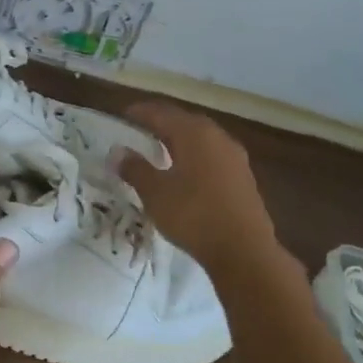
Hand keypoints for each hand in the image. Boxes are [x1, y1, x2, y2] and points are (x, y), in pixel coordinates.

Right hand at [112, 100, 281, 273]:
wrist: (244, 250)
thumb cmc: (193, 215)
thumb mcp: (155, 193)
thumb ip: (135, 169)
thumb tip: (118, 152)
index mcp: (194, 133)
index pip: (161, 113)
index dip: (139, 112)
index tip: (122, 116)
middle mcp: (217, 136)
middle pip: (183, 121)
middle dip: (160, 123)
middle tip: (138, 130)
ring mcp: (234, 156)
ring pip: (200, 138)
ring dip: (179, 140)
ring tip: (159, 150)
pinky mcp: (242, 176)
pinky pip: (212, 156)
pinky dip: (194, 156)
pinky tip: (185, 172)